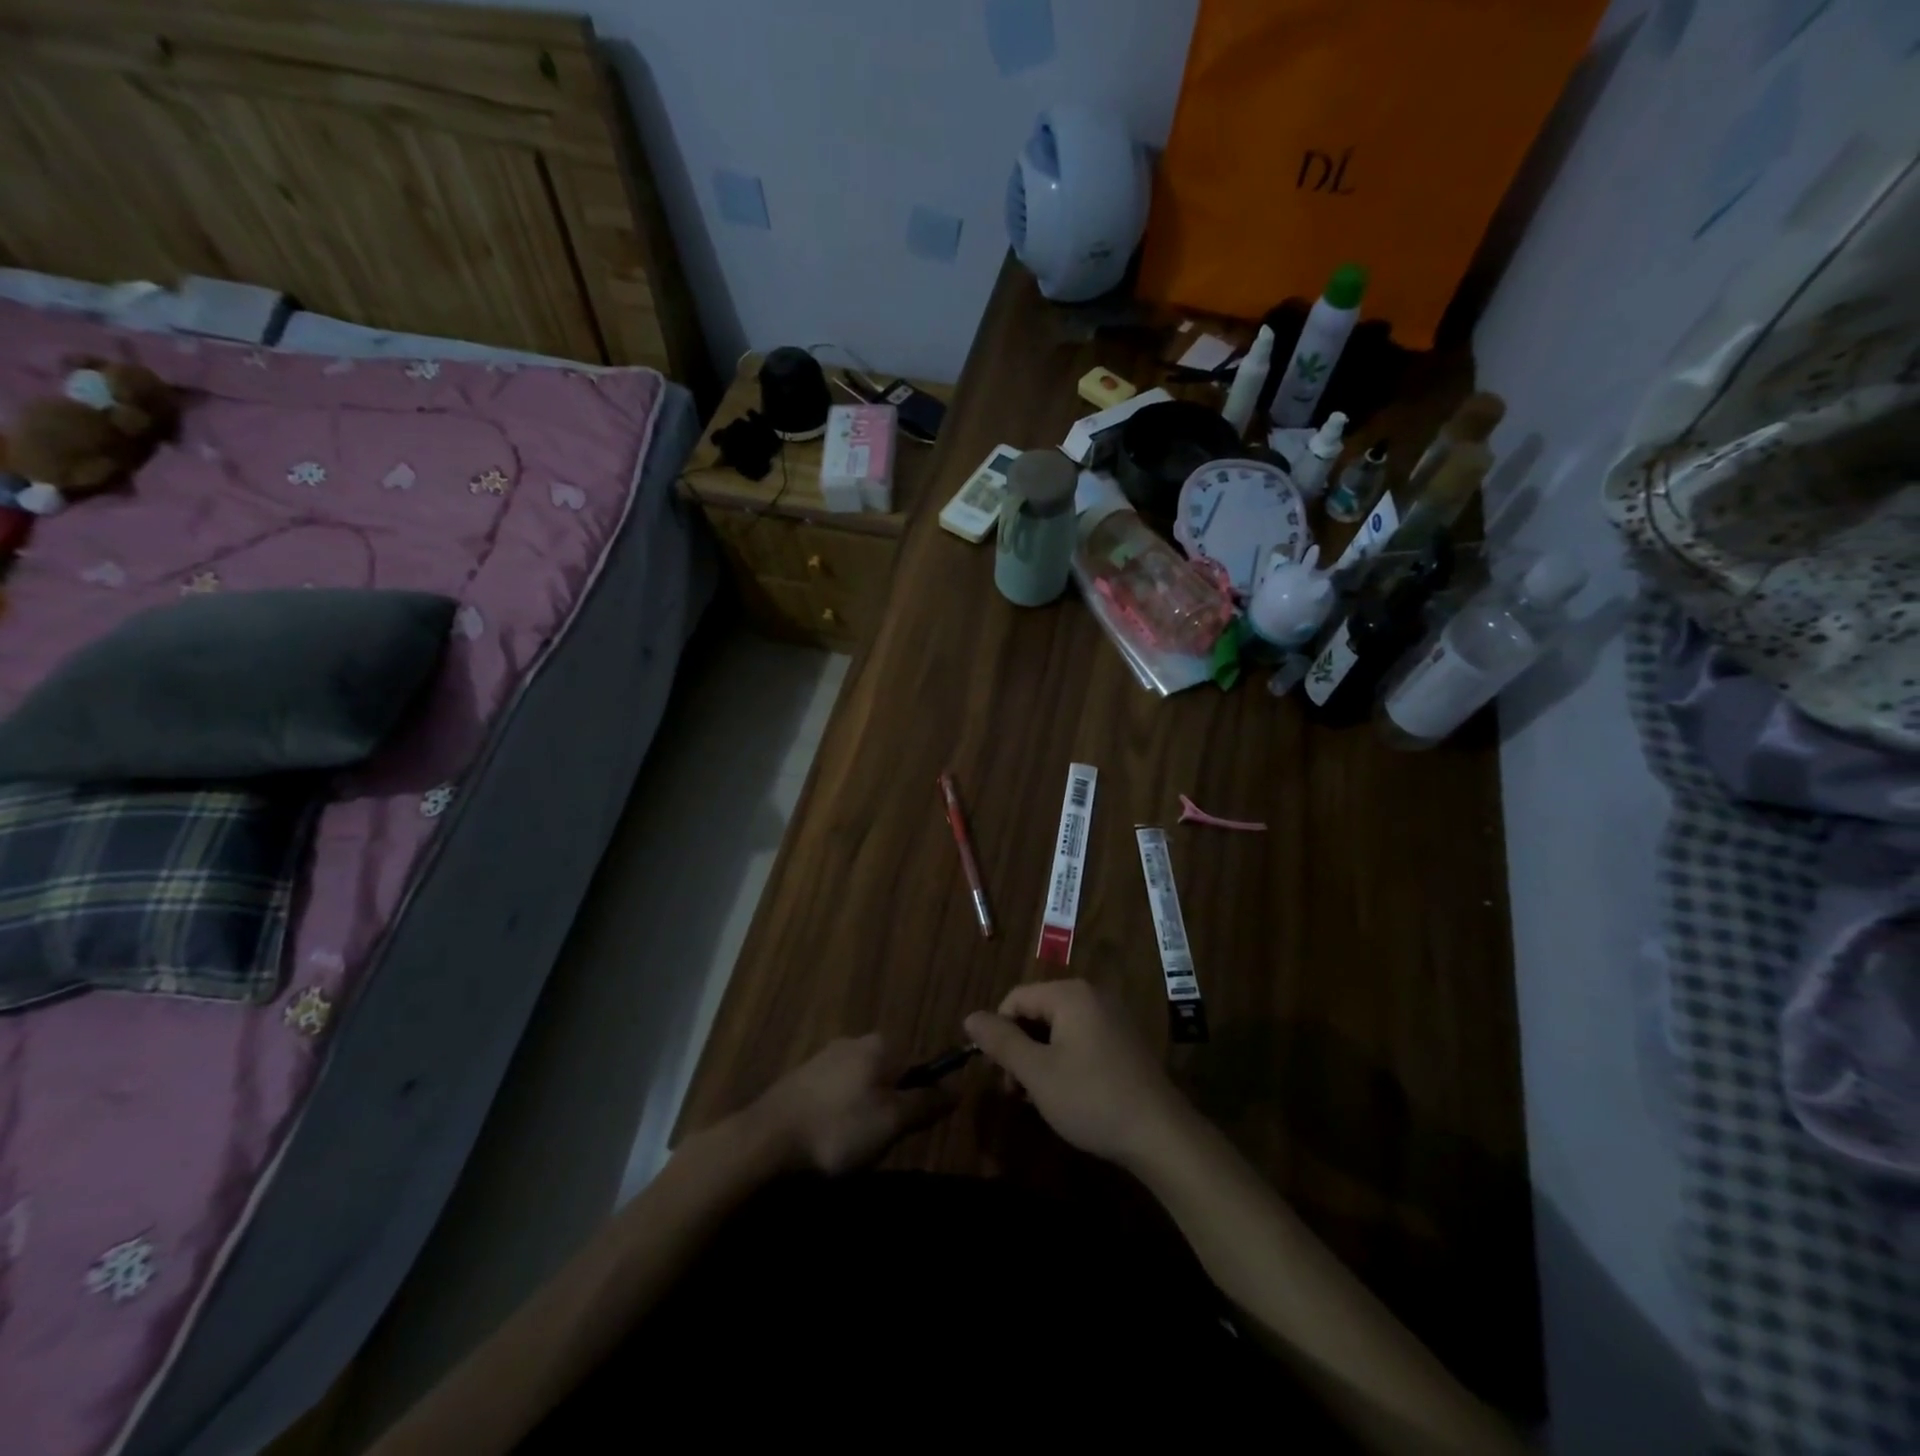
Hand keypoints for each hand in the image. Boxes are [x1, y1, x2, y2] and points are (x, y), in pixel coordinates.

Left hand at [748, 1033, 953, 1175]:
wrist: (766, 1141)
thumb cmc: (839, 1129)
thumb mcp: (893, 1122)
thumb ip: (927, 1103)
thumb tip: (957, 1088)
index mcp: (880, 1045)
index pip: (918, 1065)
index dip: (921, 1098)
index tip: (909, 1130)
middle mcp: (854, 1041)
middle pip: (889, 1074)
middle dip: (890, 1106)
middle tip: (881, 1143)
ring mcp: (823, 1058)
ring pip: (861, 1085)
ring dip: (862, 1113)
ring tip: (851, 1148)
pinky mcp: (800, 1079)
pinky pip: (834, 1095)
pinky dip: (837, 1116)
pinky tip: (827, 1141)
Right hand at [965, 980, 1191, 1170]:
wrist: (1161, 1135)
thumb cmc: (1092, 1099)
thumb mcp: (1036, 1073)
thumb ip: (1000, 1042)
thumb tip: (970, 1017)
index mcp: (1070, 995)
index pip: (1016, 999)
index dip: (999, 1034)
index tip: (1000, 1075)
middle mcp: (1092, 996)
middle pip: (1037, 1012)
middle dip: (1020, 1049)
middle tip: (1017, 1091)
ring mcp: (1112, 1017)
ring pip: (1058, 1029)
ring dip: (1040, 1058)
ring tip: (1039, 1098)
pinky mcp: (1124, 1041)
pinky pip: (1080, 1039)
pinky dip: (1064, 1060)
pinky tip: (1066, 1094)